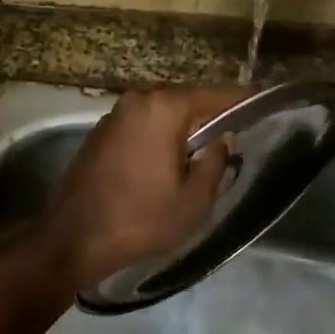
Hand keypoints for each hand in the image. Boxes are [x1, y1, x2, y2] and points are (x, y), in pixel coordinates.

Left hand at [36, 87, 248, 293]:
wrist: (72, 238)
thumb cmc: (139, 219)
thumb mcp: (193, 201)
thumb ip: (215, 162)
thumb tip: (223, 139)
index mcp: (164, 108)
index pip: (214, 95)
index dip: (241, 100)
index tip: (263, 103)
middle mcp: (139, 99)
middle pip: (187, 99)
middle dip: (211, 114)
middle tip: (237, 131)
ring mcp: (116, 113)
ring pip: (163, 112)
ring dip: (184, 125)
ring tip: (207, 146)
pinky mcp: (101, 131)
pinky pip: (143, 123)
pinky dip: (161, 133)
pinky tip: (170, 157)